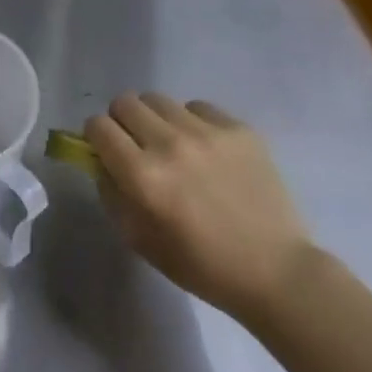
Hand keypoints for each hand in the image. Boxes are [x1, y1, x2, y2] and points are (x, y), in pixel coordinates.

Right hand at [86, 93, 313, 322]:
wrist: (276, 271)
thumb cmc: (201, 265)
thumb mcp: (138, 239)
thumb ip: (111, 192)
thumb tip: (101, 160)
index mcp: (142, 175)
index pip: (97, 126)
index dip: (95, 137)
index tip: (105, 151)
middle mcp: (170, 144)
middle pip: (124, 103)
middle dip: (122, 122)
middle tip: (136, 145)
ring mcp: (207, 132)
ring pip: (158, 100)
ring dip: (155, 119)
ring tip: (172, 145)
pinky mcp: (238, 129)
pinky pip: (197, 107)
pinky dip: (191, 122)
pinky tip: (205, 149)